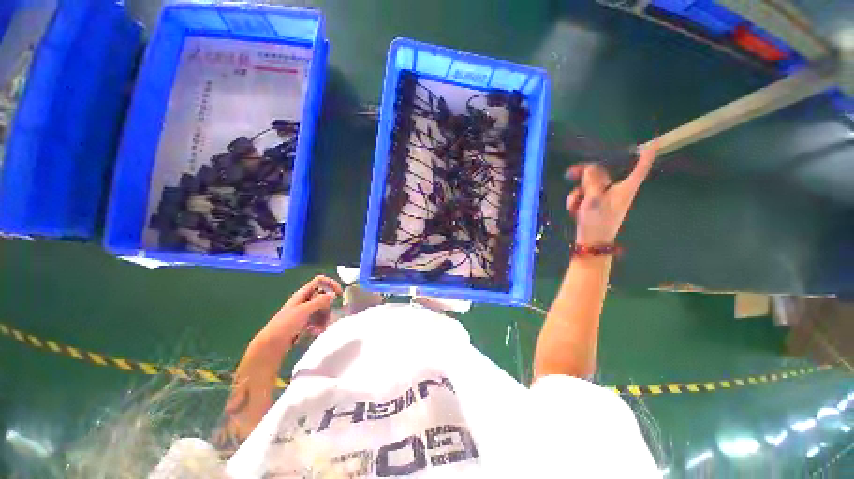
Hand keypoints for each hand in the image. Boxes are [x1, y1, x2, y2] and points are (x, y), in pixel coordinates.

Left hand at [261, 275, 342, 347]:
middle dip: (328, 307)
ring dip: (324, 318)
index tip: (339, 293)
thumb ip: (320, 301)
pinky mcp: (305, 322)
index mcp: (303, 293)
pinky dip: (319, 325)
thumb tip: (333, 294)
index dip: (330, 284)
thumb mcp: (304, 310)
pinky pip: (318, 319)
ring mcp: (305, 311)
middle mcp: (305, 300)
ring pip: (322, 309)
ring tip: (320, 328)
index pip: (320, 281)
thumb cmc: (286, 324)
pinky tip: (316, 332)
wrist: (272, 344)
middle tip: (327, 316)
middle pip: (323, 297)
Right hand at [566, 141, 657, 244]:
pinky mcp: (594, 206)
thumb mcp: (594, 200)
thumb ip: (592, 181)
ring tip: (574, 206)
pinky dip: (577, 201)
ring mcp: (604, 199)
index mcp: (624, 189)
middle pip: (602, 174)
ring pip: (589, 185)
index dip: (646, 157)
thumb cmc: (597, 222)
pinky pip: (584, 196)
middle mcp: (616, 191)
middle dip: (585, 175)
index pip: (639, 169)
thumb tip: (589, 167)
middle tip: (569, 173)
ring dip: (578, 193)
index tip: (654, 143)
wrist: (591, 243)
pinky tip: (574, 210)